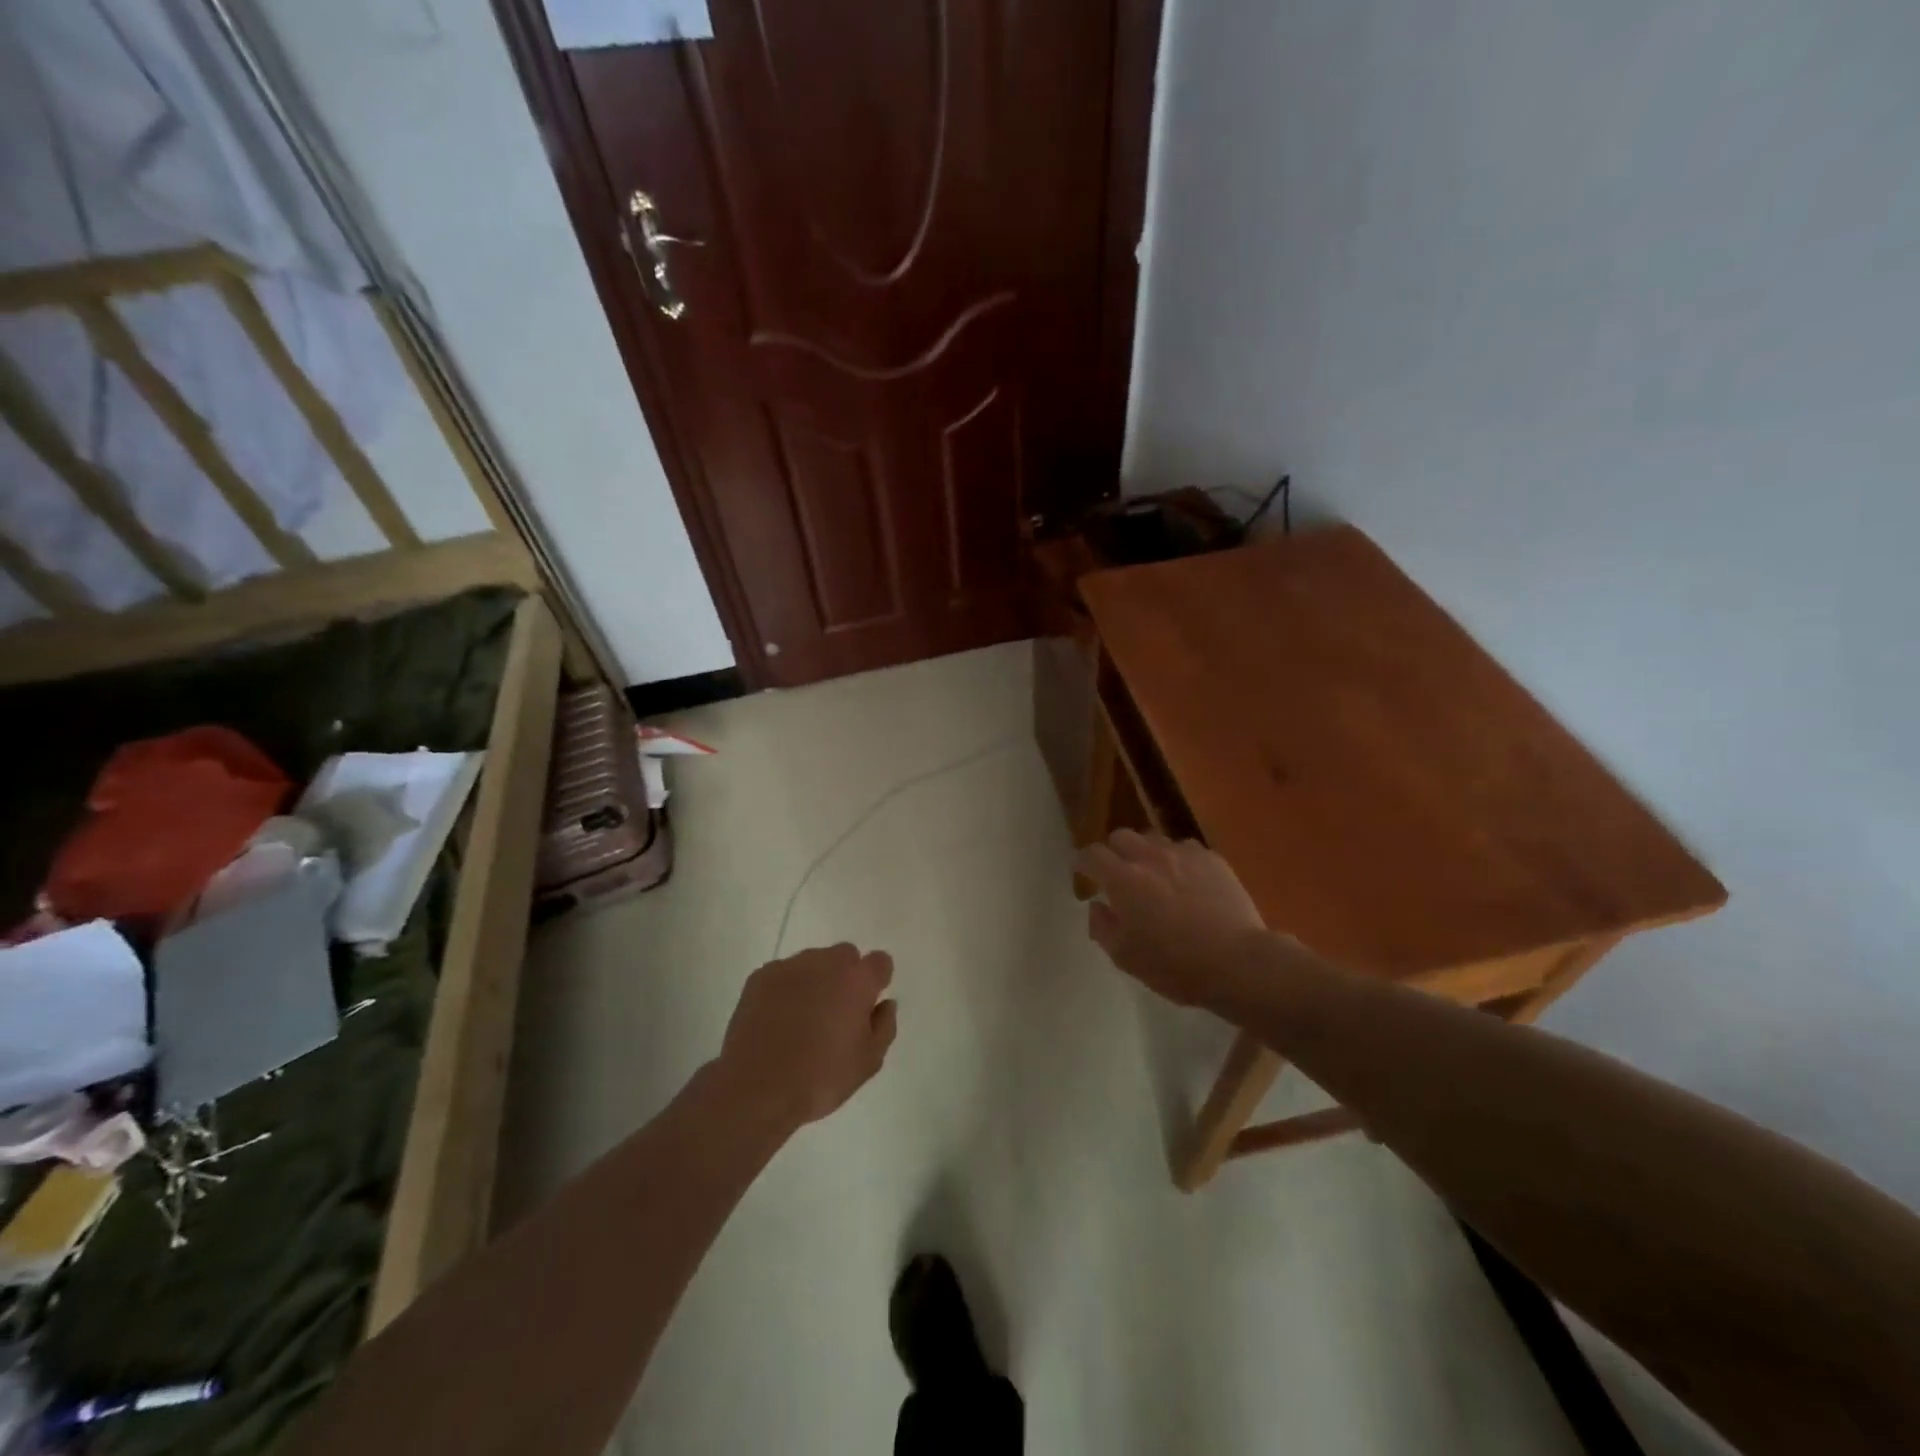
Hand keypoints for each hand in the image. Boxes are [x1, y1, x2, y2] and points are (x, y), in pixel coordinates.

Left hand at [714, 943, 897, 1133]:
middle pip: (845, 955)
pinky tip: (778, 1020)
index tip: (868, 1004)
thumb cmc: (820, 1078)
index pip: (880, 961)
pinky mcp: (760, 976)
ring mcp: (790, 966)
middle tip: (836, 1012)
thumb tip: (885, 1004)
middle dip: (846, 976)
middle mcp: (826, 963)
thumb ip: (884, 1026)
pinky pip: (784, 973)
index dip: (877, 981)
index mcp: (857, 980)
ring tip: (803, 1018)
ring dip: (815, 980)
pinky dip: (787, 989)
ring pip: (813, 962)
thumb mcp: (868, 1062)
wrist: (756, 1089)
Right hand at [1074, 830, 1269, 1009]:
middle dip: (1114, 852)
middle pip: (1121, 836)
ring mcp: (1184, 854)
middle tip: (1119, 876)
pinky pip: (1186, 849)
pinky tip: (1187, 881)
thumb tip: (1097, 905)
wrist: (1238, 963)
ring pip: (1154, 839)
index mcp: (1123, 880)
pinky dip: (1178, 860)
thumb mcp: (1125, 958)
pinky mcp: (1213, 860)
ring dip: (1146, 853)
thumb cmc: (1175, 966)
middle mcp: (1150, 857)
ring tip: (1155, 876)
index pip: (1091, 855)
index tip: (1082, 872)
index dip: (1083, 862)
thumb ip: (1102, 927)